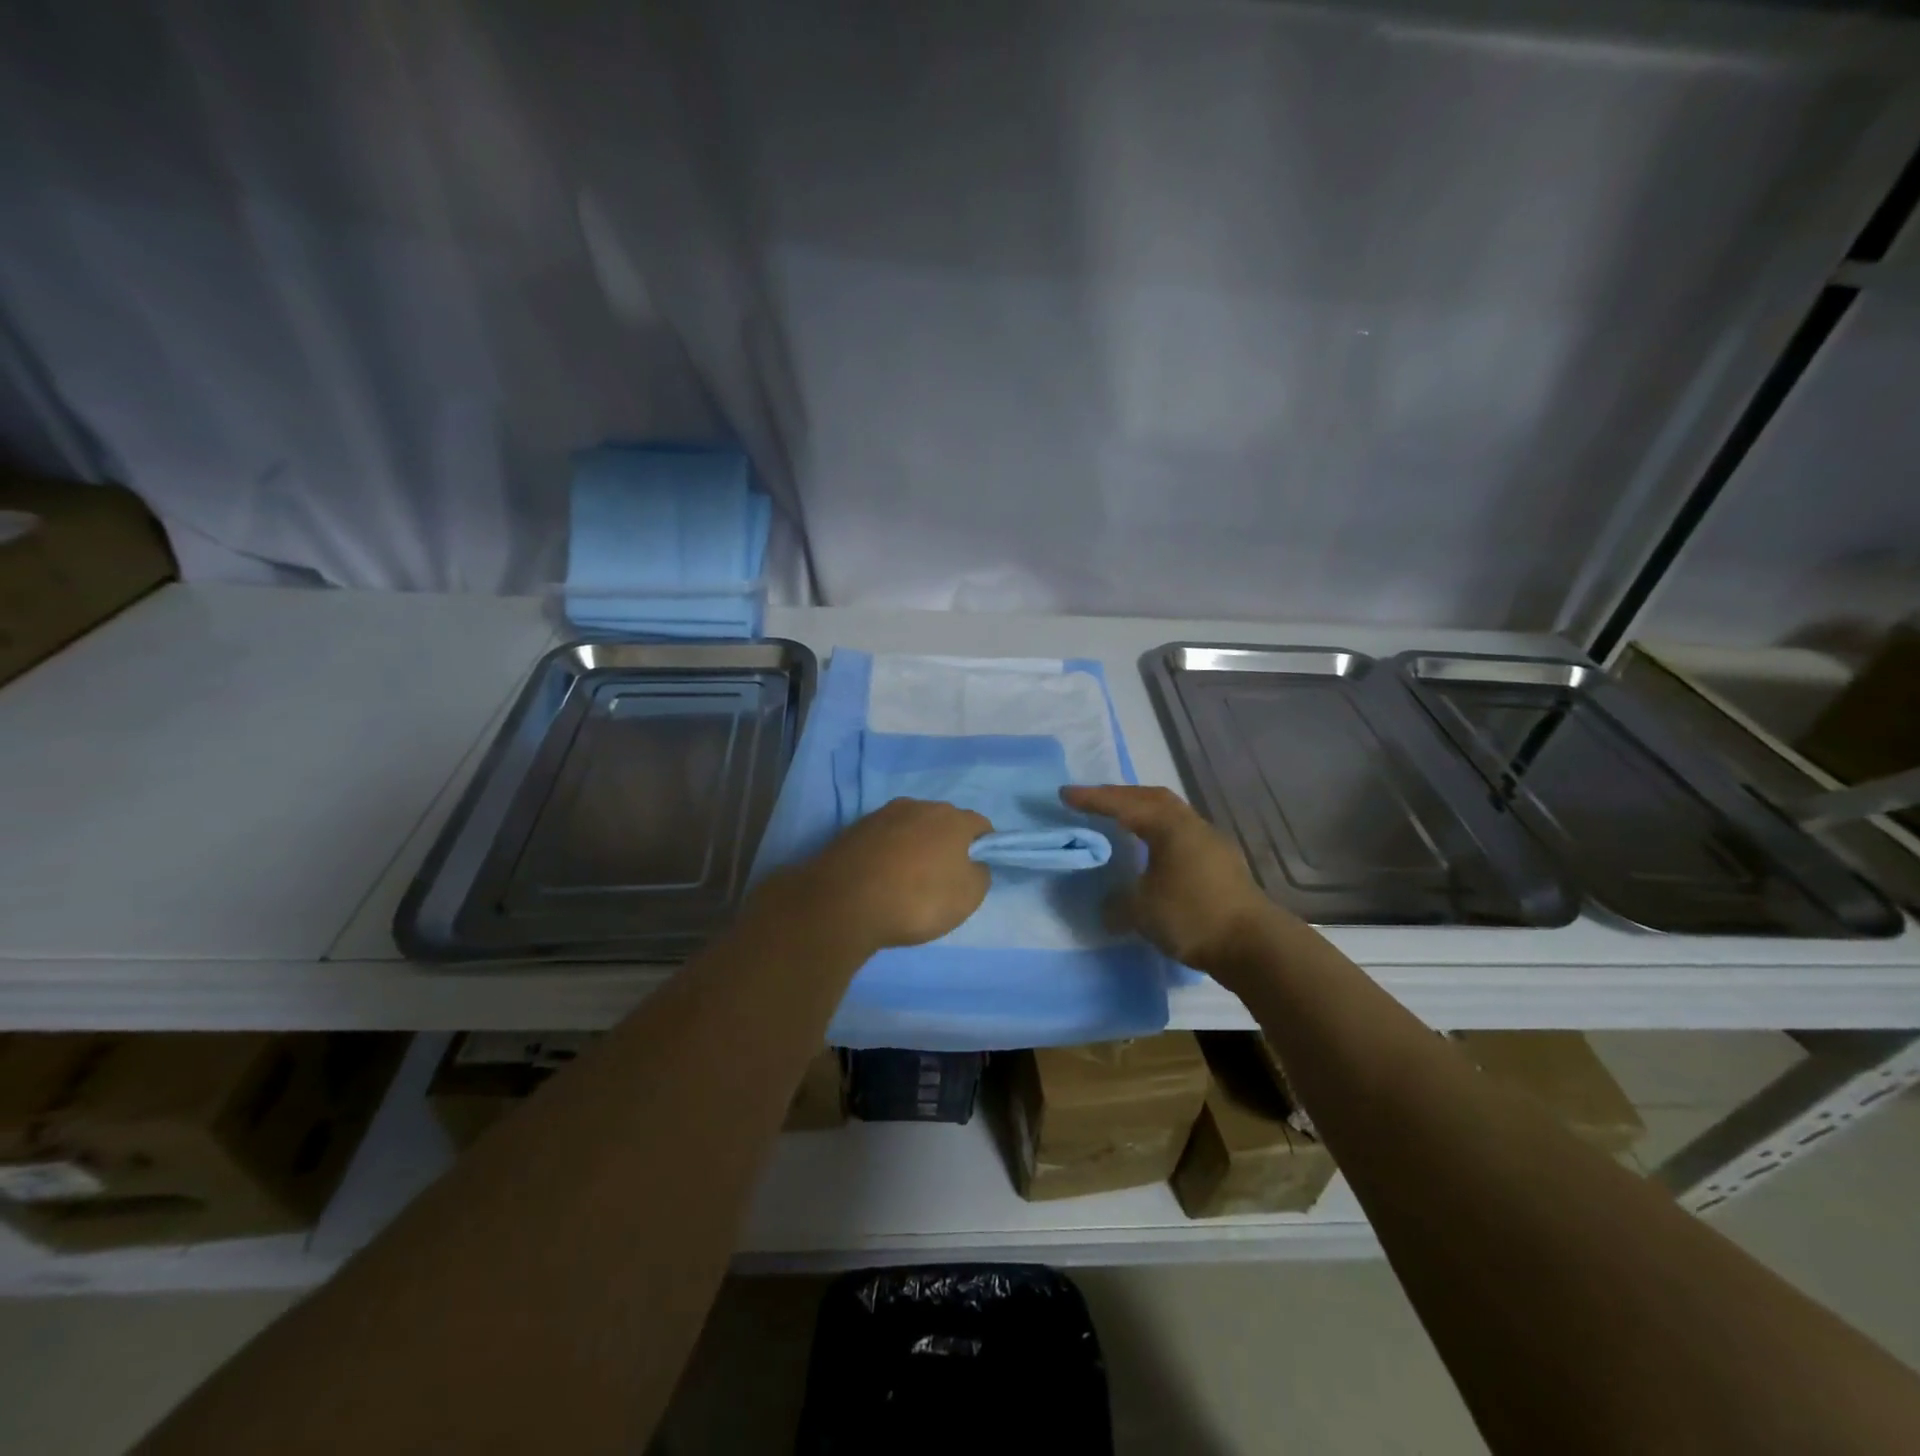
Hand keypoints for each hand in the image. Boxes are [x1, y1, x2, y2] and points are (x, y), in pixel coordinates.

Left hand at [770, 798, 991, 954]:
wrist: (844, 903)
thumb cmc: (918, 899)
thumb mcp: (967, 897)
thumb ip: (980, 874)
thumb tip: (974, 864)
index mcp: (952, 818)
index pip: (980, 825)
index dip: (984, 847)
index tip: (975, 871)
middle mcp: (919, 806)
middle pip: (943, 822)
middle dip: (946, 844)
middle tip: (941, 878)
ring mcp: (883, 814)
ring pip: (910, 828)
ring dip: (914, 846)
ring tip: (906, 880)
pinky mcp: (854, 828)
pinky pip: (883, 839)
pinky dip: (887, 853)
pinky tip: (881, 878)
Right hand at [1061, 784, 1281, 975]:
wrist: (1254, 945)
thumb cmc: (1193, 917)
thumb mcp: (1141, 911)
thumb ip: (1117, 903)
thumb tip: (1108, 905)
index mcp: (1169, 826)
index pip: (1123, 805)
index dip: (1092, 799)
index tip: (1065, 794)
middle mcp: (1191, 825)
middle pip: (1151, 798)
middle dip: (1119, 796)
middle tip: (1093, 801)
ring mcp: (1210, 842)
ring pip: (1170, 814)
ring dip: (1142, 811)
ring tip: (1120, 821)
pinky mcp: (1221, 862)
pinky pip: (1180, 833)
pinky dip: (1158, 831)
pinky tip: (1151, 850)